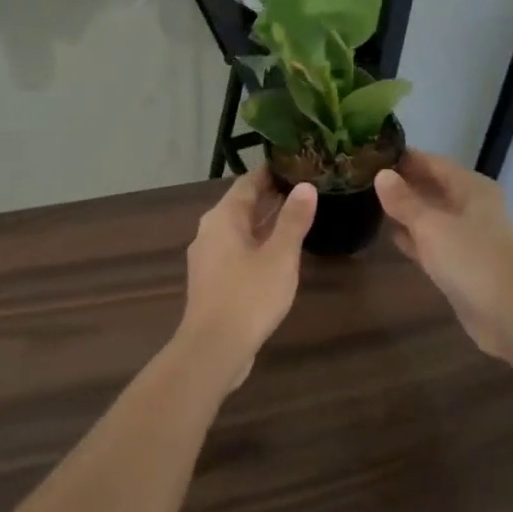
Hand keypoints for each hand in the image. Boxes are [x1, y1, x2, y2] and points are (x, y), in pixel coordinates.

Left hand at [176, 173, 317, 387]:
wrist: (213, 348)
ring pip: (239, 230)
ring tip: (296, 216)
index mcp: (223, 218)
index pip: (247, 183)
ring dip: (264, 222)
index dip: (270, 173)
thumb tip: (305, 186)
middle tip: (303, 187)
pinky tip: (277, 253)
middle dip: (270, 197)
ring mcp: (208, 258)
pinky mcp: (212, 281)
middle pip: (241, 206)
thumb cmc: (249, 295)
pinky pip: (236, 251)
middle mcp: (210, 232)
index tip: (294, 163)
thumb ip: (293, 220)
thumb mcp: (280, 255)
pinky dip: (256, 244)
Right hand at [375, 150, 512, 364]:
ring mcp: (468, 236)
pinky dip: (414, 237)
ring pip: (432, 215)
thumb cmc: (472, 259)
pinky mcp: (462, 264)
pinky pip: (433, 241)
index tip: (371, 154)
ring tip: (369, 202)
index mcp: (471, 187)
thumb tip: (381, 174)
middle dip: (403, 183)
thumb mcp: (431, 226)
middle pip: (433, 187)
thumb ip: (404, 201)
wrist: (511, 315)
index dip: (404, 158)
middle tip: (363, 179)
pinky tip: (390, 236)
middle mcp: (472, 206)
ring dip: (406, 211)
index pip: (432, 162)